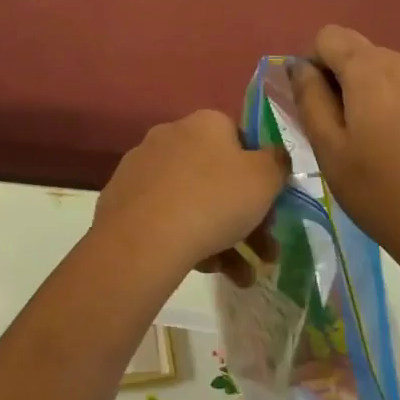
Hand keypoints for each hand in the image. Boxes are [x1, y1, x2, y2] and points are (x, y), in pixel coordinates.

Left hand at [94, 110, 285, 276]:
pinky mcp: (122, 199)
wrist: (144, 238)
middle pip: (218, 176)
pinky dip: (189, 240)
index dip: (260, 174)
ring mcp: (142, 167)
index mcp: (205, 123)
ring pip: (194, 201)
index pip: (240, 140)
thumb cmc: (215, 199)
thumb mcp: (265, 179)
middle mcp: (171, 135)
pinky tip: (206, 269)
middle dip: (246, 217)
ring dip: (224, 238)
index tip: (270, 207)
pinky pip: (166, 217)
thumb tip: (274, 156)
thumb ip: (277, 163)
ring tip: (240, 277)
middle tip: (264, 253)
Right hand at [290, 26, 399, 272]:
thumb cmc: (379, 191)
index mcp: (372, 69)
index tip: (313, 104)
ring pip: (383, 72)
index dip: (312, 63)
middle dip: (339, 80)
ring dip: (366, 94)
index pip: (329, 36)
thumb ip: (310, 98)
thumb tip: (299, 65)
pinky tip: (396, 149)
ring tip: (367, 144)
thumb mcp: (329, 148)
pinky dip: (391, 106)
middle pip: (358, 52)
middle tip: (335, 132)